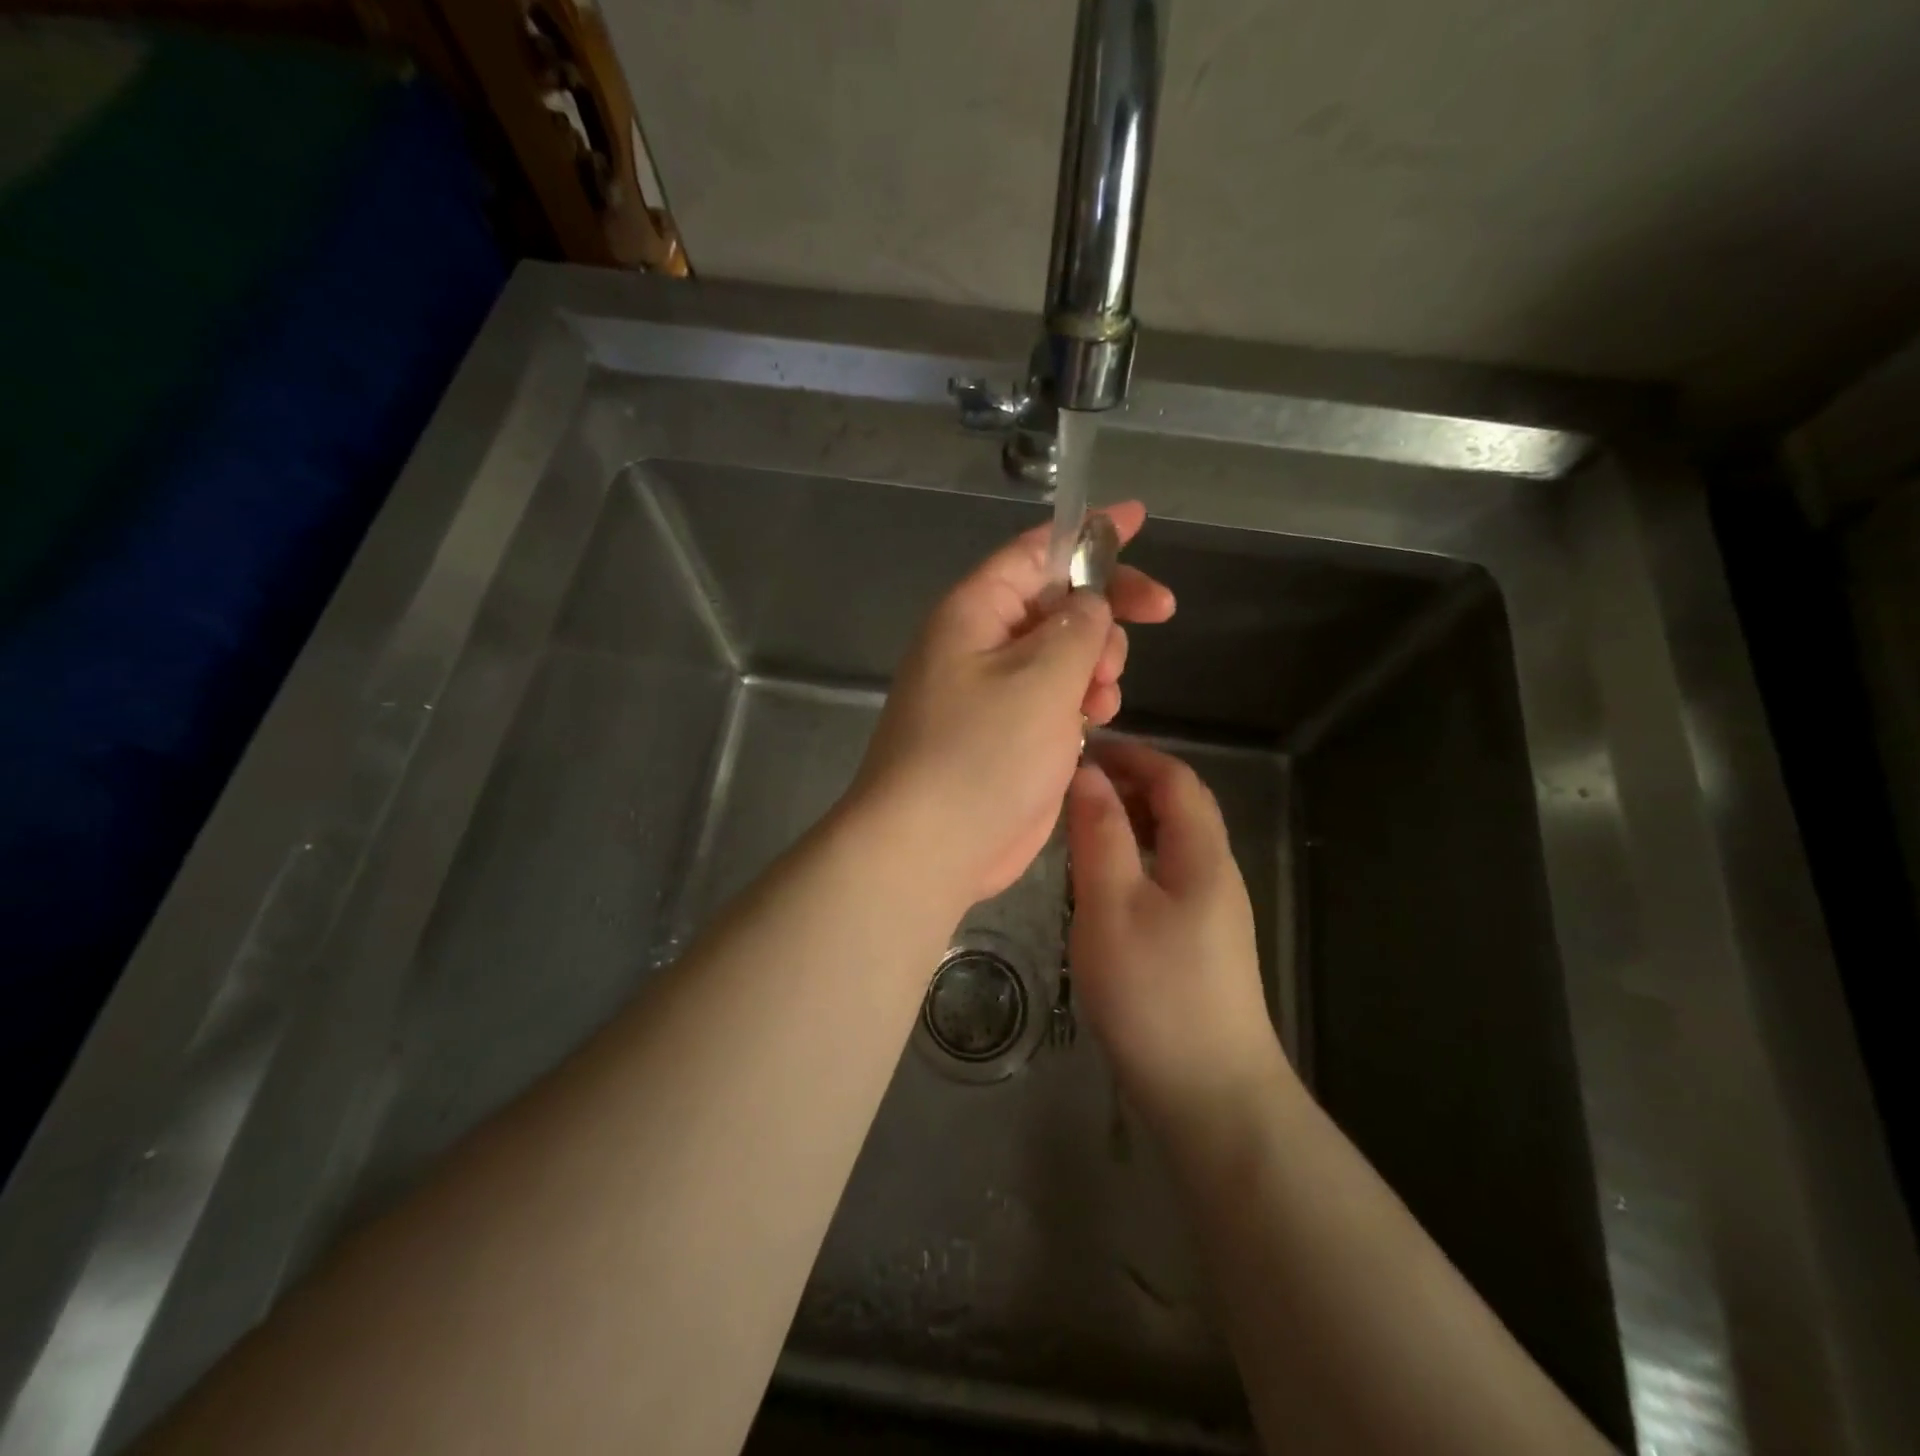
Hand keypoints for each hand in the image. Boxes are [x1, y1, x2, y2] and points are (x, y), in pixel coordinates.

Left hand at [847, 502, 1174, 904]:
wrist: (931, 845)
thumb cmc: (982, 752)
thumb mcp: (1040, 677)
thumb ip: (1078, 628)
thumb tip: (1090, 603)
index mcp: (975, 612)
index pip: (1036, 551)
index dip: (1089, 532)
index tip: (1139, 518)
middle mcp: (981, 644)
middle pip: (1057, 602)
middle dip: (1105, 609)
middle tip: (1156, 615)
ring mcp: (994, 693)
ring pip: (1063, 654)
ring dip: (1096, 664)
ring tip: (1102, 695)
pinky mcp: (1008, 735)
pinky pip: (1055, 699)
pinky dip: (1081, 703)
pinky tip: (1092, 723)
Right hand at [1066, 739, 1289, 1131]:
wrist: (1211, 1093)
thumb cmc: (1154, 991)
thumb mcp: (1112, 905)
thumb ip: (1100, 834)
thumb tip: (1089, 774)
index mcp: (1201, 854)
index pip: (1176, 778)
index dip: (1133, 755)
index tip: (1083, 750)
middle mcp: (1215, 872)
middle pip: (1179, 807)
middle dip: (1130, 783)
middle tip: (1073, 785)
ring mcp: (1212, 910)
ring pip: (1171, 843)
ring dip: (1129, 820)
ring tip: (1079, 825)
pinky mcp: (1200, 941)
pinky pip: (1166, 875)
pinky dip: (1133, 857)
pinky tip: (1100, 881)